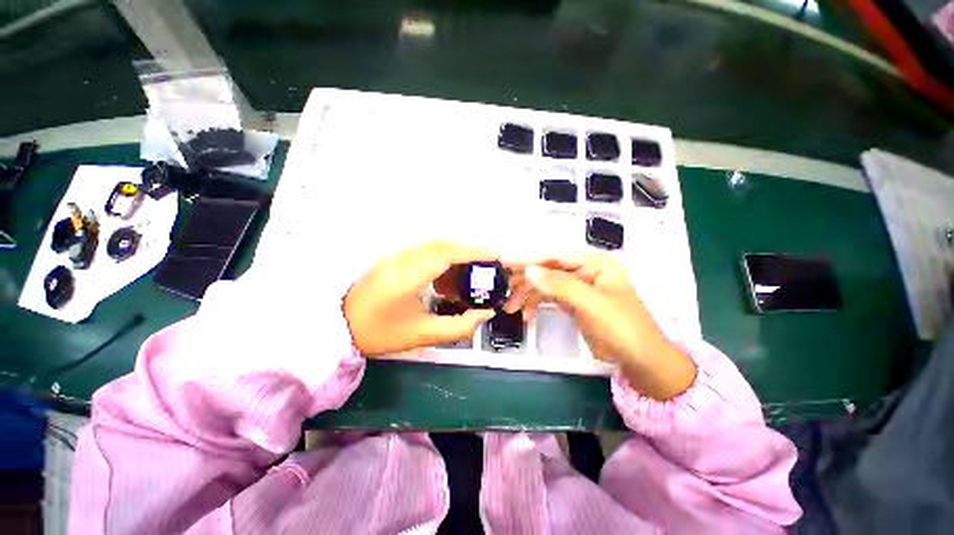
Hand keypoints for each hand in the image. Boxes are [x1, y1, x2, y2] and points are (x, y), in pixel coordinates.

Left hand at [344, 241, 497, 355]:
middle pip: (442, 244)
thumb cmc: (380, 333)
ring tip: (470, 272)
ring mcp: (395, 256)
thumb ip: (459, 326)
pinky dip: (442, 257)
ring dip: (456, 253)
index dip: (473, 251)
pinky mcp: (393, 258)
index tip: (494, 253)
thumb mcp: (423, 335)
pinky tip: (447, 276)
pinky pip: (424, 251)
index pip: (446, 253)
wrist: (339, 327)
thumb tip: (486, 314)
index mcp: (407, 277)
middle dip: (469, 249)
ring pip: (433, 245)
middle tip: (488, 262)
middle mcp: (401, 259)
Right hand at [512, 253, 696, 399]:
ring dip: (527, 294)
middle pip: (547, 270)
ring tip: (511, 308)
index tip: (505, 262)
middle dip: (525, 280)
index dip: (529, 259)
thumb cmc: (621, 327)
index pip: (555, 256)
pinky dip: (535, 305)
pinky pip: (548, 298)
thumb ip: (560, 285)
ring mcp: (577, 288)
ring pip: (545, 284)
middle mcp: (584, 271)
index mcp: (594, 263)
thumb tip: (529, 270)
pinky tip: (526, 315)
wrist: (639, 361)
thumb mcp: (591, 303)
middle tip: (504, 290)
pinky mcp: (572, 303)